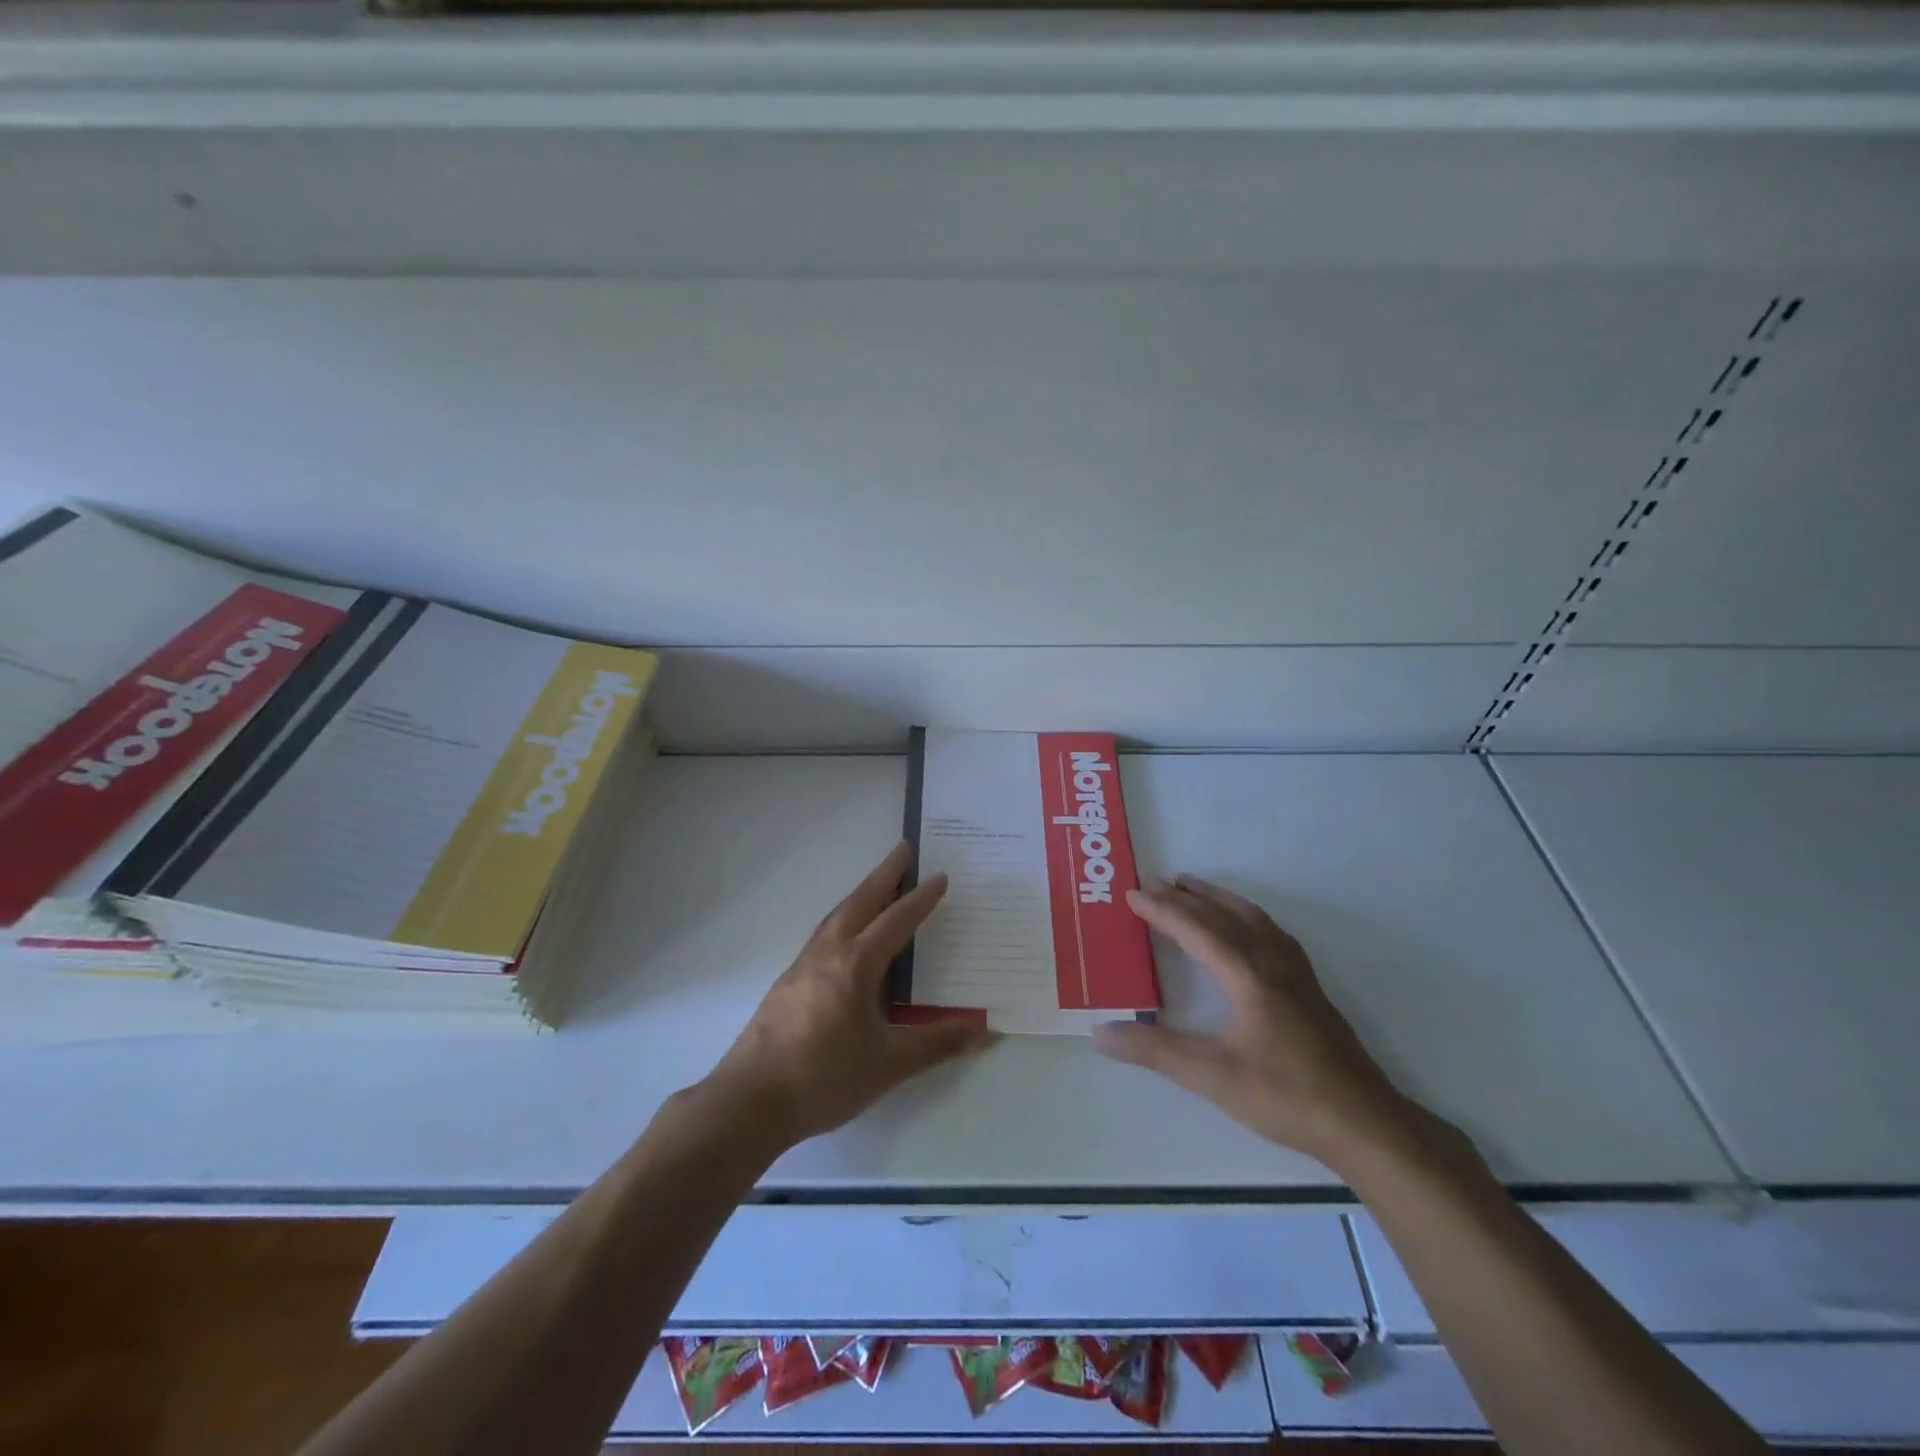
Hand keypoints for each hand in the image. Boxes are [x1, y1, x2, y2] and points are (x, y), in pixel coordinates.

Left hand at [703, 843, 995, 1149]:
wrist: (749, 1101)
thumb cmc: (823, 1078)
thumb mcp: (889, 1064)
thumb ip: (937, 1044)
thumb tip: (985, 1032)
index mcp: (855, 965)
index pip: (896, 921)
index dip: (920, 899)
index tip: (940, 876)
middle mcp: (827, 954)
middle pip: (860, 901)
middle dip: (885, 874)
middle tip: (904, 849)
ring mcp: (802, 966)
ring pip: (837, 915)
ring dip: (861, 894)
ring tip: (879, 885)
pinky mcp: (787, 983)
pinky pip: (823, 935)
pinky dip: (843, 919)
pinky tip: (846, 937)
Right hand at [1094, 875, 1423, 1169]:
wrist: (1363, 1121)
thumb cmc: (1285, 1096)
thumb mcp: (1212, 1077)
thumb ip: (1155, 1051)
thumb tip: (1100, 1033)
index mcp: (1246, 974)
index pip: (1195, 929)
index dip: (1161, 910)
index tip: (1131, 895)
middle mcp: (1270, 960)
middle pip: (1221, 915)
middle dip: (1184, 897)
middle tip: (1151, 884)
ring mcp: (1294, 970)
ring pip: (1249, 916)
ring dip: (1215, 898)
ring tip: (1189, 887)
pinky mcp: (1308, 984)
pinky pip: (1268, 929)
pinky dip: (1242, 913)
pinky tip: (1241, 925)